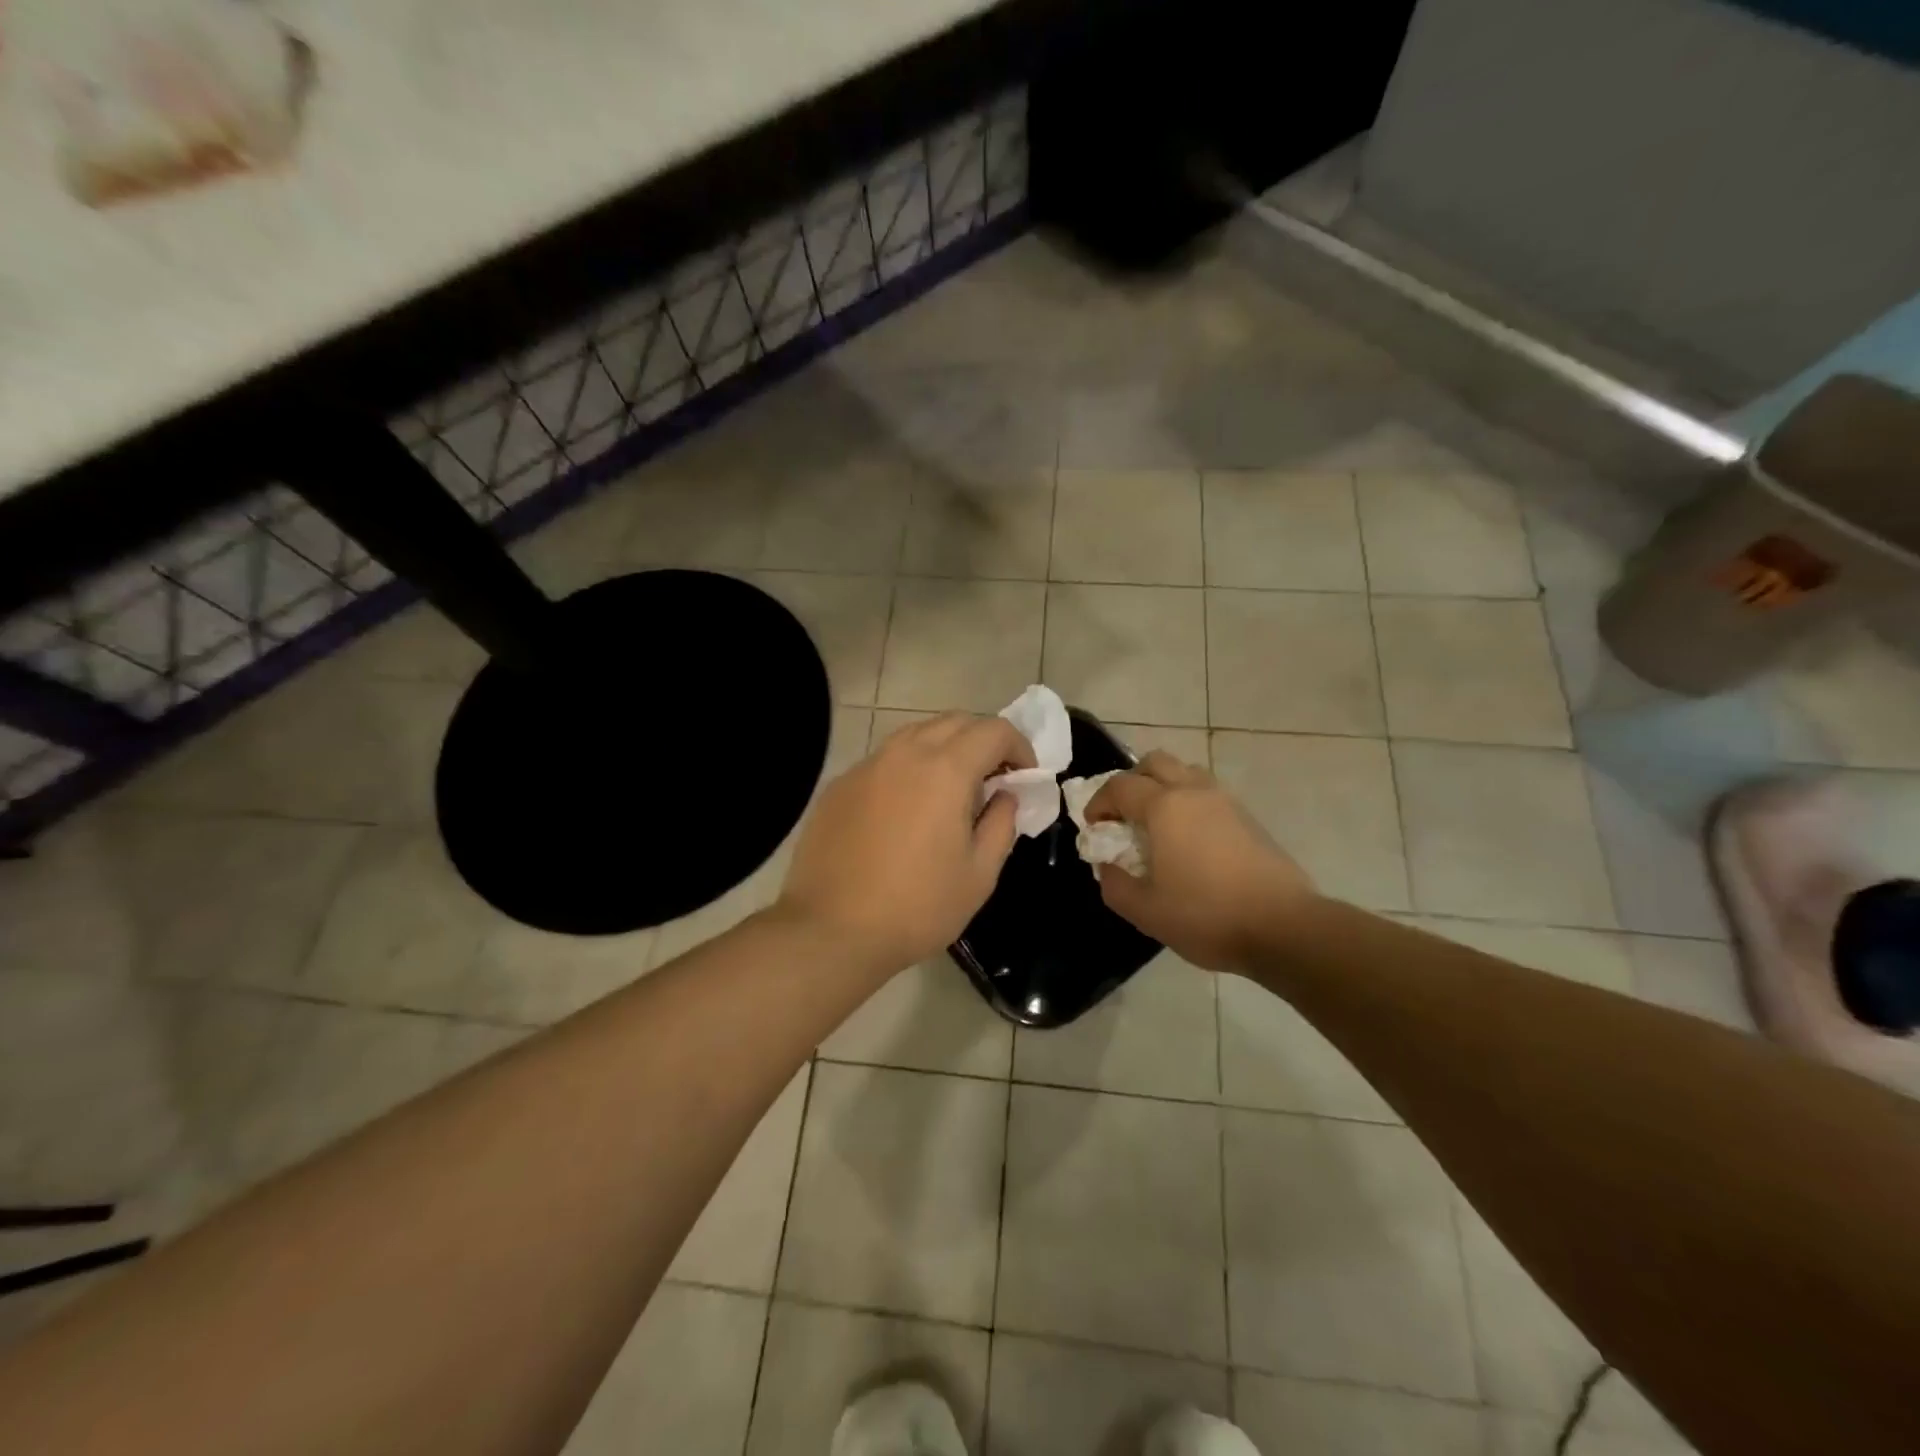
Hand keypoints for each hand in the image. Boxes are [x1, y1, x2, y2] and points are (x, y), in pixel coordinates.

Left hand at [776, 712, 1035, 976]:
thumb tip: (1004, 795)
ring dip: (944, 748)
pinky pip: (885, 760)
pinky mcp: (840, 785)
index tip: (1023, 777)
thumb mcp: (979, 875)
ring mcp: (866, 766)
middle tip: (993, 778)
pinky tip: (906, 808)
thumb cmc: (917, 907)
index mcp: (945, 770)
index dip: (1019, 746)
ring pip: (916, 734)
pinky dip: (908, 768)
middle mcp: (904, 754)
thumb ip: (1001, 824)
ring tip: (951, 789)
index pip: (993, 730)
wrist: (831, 930)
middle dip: (983, 740)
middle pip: (954, 722)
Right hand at [1087, 751, 1315, 973]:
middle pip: (1154, 762)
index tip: (1095, 828)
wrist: (1284, 927)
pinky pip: (1208, 792)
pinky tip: (1189, 840)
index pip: (1120, 786)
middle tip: (1123, 815)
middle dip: (1131, 782)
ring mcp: (1226, 801)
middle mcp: (1194, 792)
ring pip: (1185, 772)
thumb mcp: (1145, 911)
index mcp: (1164, 807)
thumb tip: (1107, 865)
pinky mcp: (1249, 817)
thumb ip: (1114, 884)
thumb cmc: (1207, 916)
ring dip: (1163, 787)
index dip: (1099, 803)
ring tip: (1157, 824)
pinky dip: (1189, 802)